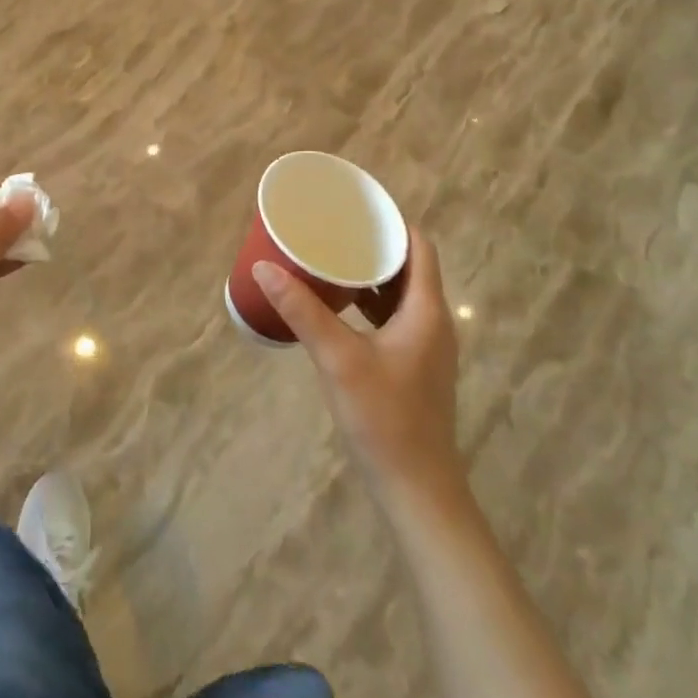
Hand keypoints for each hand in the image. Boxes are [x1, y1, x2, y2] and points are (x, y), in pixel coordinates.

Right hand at [255, 230, 461, 501]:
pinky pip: (393, 319)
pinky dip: (369, 304)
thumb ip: (302, 311)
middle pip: (408, 268)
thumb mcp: (338, 358)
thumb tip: (264, 268)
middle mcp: (432, 322)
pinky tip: (337, 307)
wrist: (416, 490)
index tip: (356, 208)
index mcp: (426, 310)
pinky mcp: (413, 367)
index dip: (391, 222)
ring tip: (329, 260)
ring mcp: (425, 348)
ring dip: (369, 276)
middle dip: (372, 246)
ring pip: (399, 295)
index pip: (418, 247)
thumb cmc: (384, 417)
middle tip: (332, 230)